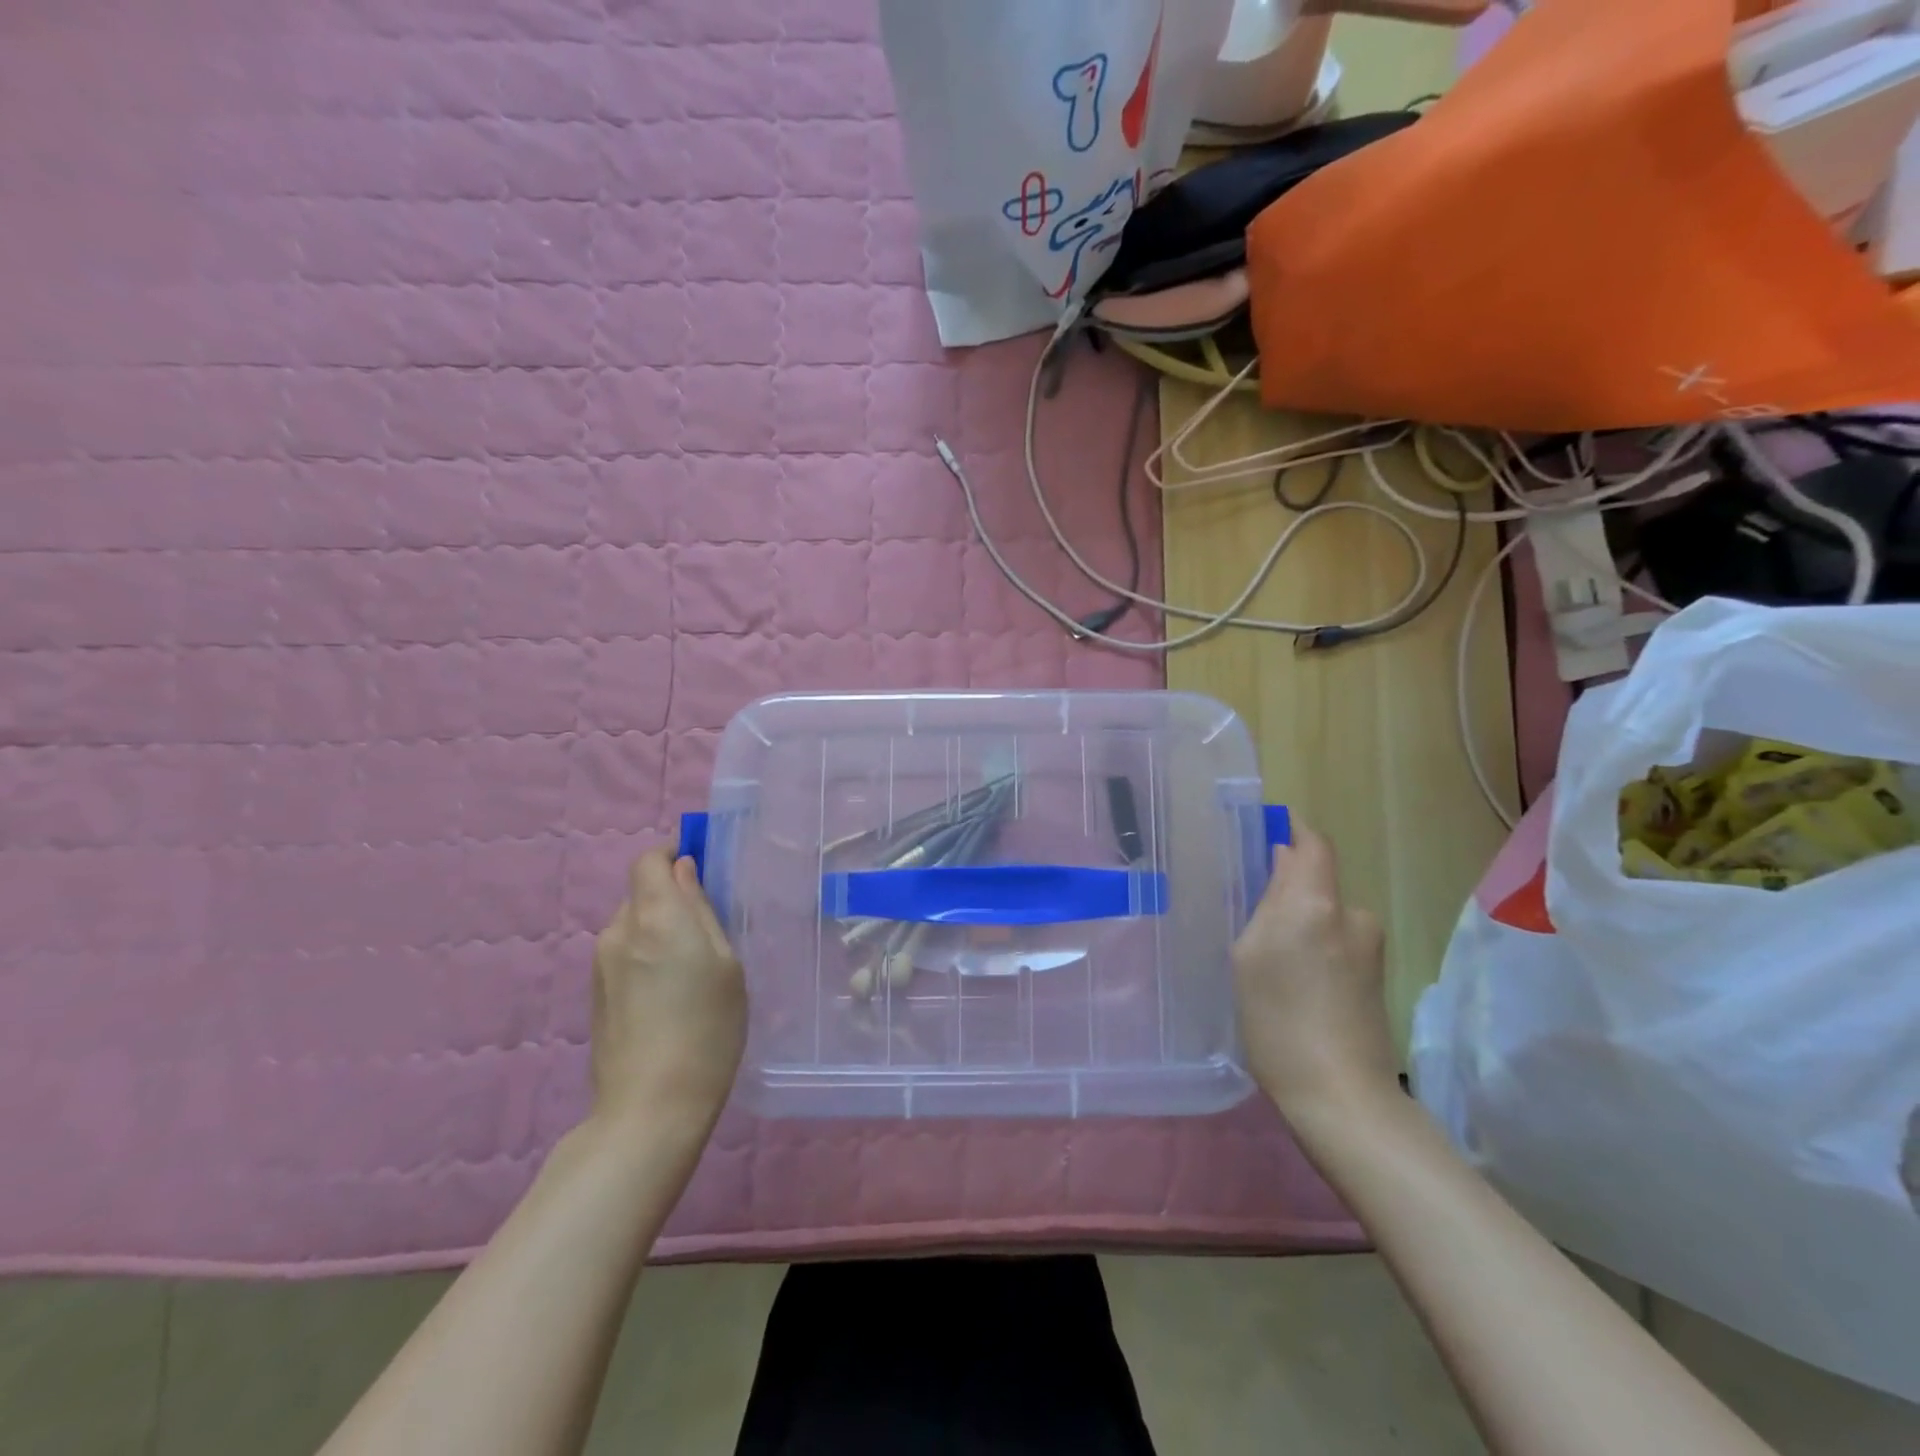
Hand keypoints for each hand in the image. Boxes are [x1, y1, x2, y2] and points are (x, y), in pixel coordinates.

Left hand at [590, 848, 746, 1135]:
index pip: (649, 859)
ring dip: (659, 929)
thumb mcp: (726, 962)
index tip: (702, 867)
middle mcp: (618, 931)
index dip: (673, 854)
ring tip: (692, 967)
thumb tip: (685, 870)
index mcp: (654, 916)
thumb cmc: (707, 1029)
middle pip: (642, 892)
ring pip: (633, 924)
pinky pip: (624, 953)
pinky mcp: (594, 994)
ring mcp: (600, 964)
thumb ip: (702, 909)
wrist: (650, 1108)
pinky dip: (646, 955)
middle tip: (709, 927)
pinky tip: (669, 993)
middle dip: (672, 897)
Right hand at [1232, 823, 1397, 1121]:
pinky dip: (1313, 943)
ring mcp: (1370, 946)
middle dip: (1285, 885)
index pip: (1313, 844)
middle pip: (1316, 879)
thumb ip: (1267, 901)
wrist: (1341, 1095)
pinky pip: (1336, 937)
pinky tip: (1292, 978)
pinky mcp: (1375, 974)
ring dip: (1298, 918)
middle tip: (1246, 911)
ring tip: (1266, 955)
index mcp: (1317, 903)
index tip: (1262, 832)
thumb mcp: (1250, 954)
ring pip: (1325, 911)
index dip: (1291, 830)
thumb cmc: (1277, 1020)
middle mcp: (1352, 914)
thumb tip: (1283, 863)